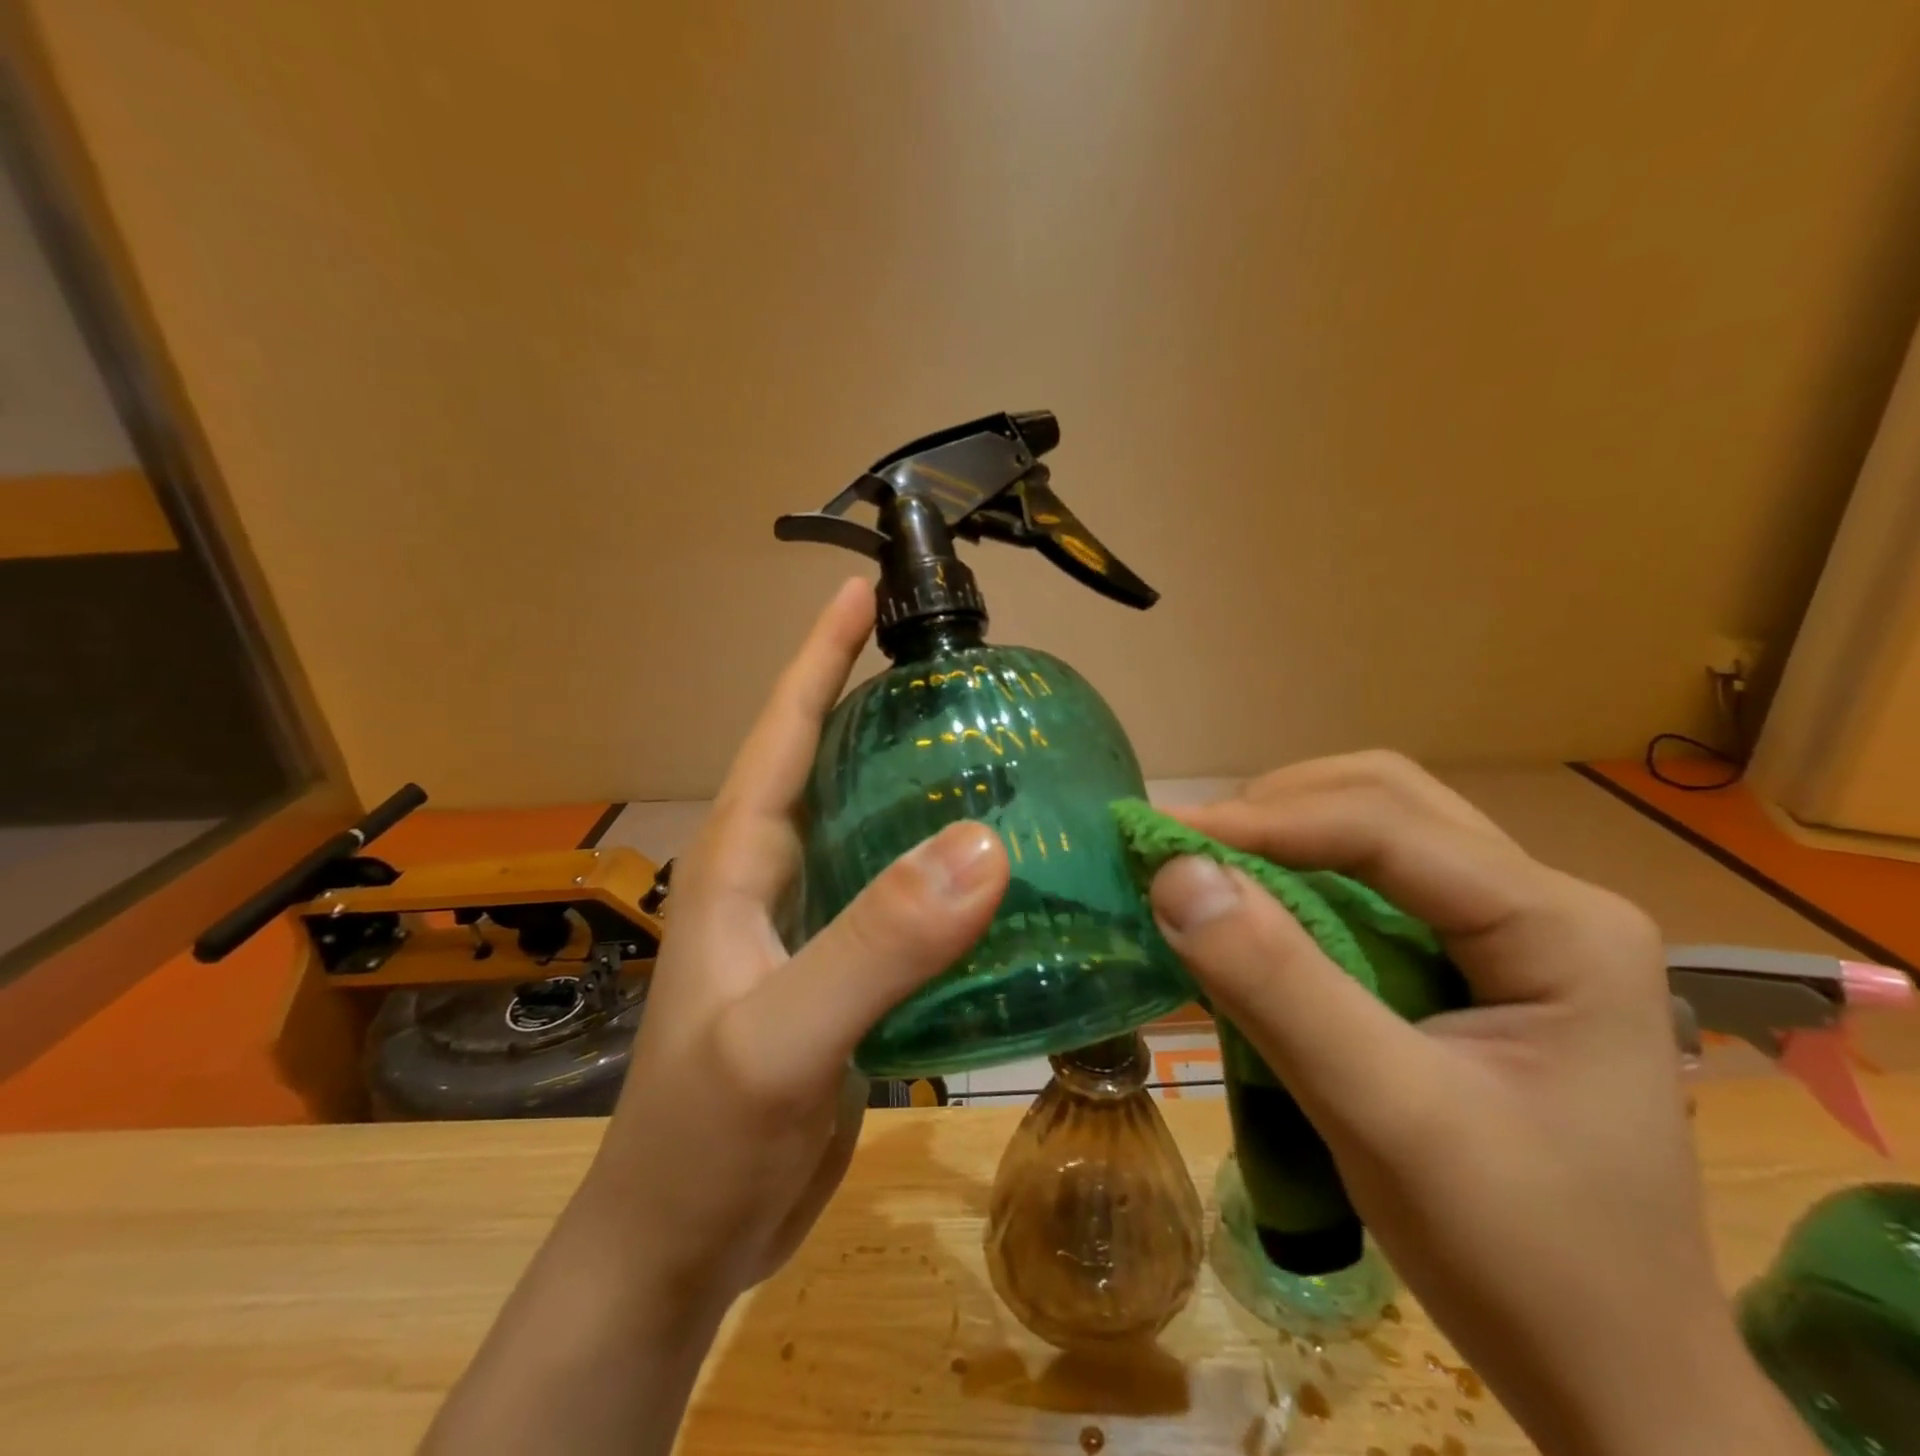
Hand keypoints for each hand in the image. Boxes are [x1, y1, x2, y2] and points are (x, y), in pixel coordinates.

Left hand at [424, 580, 1008, 1455]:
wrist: (684, 1244)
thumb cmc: (706, 1137)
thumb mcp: (785, 1038)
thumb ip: (875, 945)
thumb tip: (983, 848)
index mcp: (741, 863)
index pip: (783, 733)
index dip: (819, 657)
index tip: (859, 590)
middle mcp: (774, 879)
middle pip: (830, 766)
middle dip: (879, 706)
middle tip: (957, 672)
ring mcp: (808, 928)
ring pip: (870, 831)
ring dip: (918, 788)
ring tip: (991, 754)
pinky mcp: (843, 976)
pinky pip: (899, 899)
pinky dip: (942, 872)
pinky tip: (996, 870)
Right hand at [1148, 754, 1817, 1455]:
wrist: (1614, 1378)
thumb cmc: (1520, 1259)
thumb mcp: (1386, 1119)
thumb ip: (1279, 988)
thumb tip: (1176, 877)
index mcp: (1560, 924)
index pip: (1385, 826)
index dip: (1262, 821)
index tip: (1158, 837)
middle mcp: (1545, 901)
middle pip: (1388, 800)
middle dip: (1275, 809)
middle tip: (1186, 848)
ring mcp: (1515, 928)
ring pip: (1379, 830)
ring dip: (1285, 833)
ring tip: (1209, 868)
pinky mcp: (1478, 960)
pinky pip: (1375, 882)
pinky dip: (1301, 877)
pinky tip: (1258, 908)